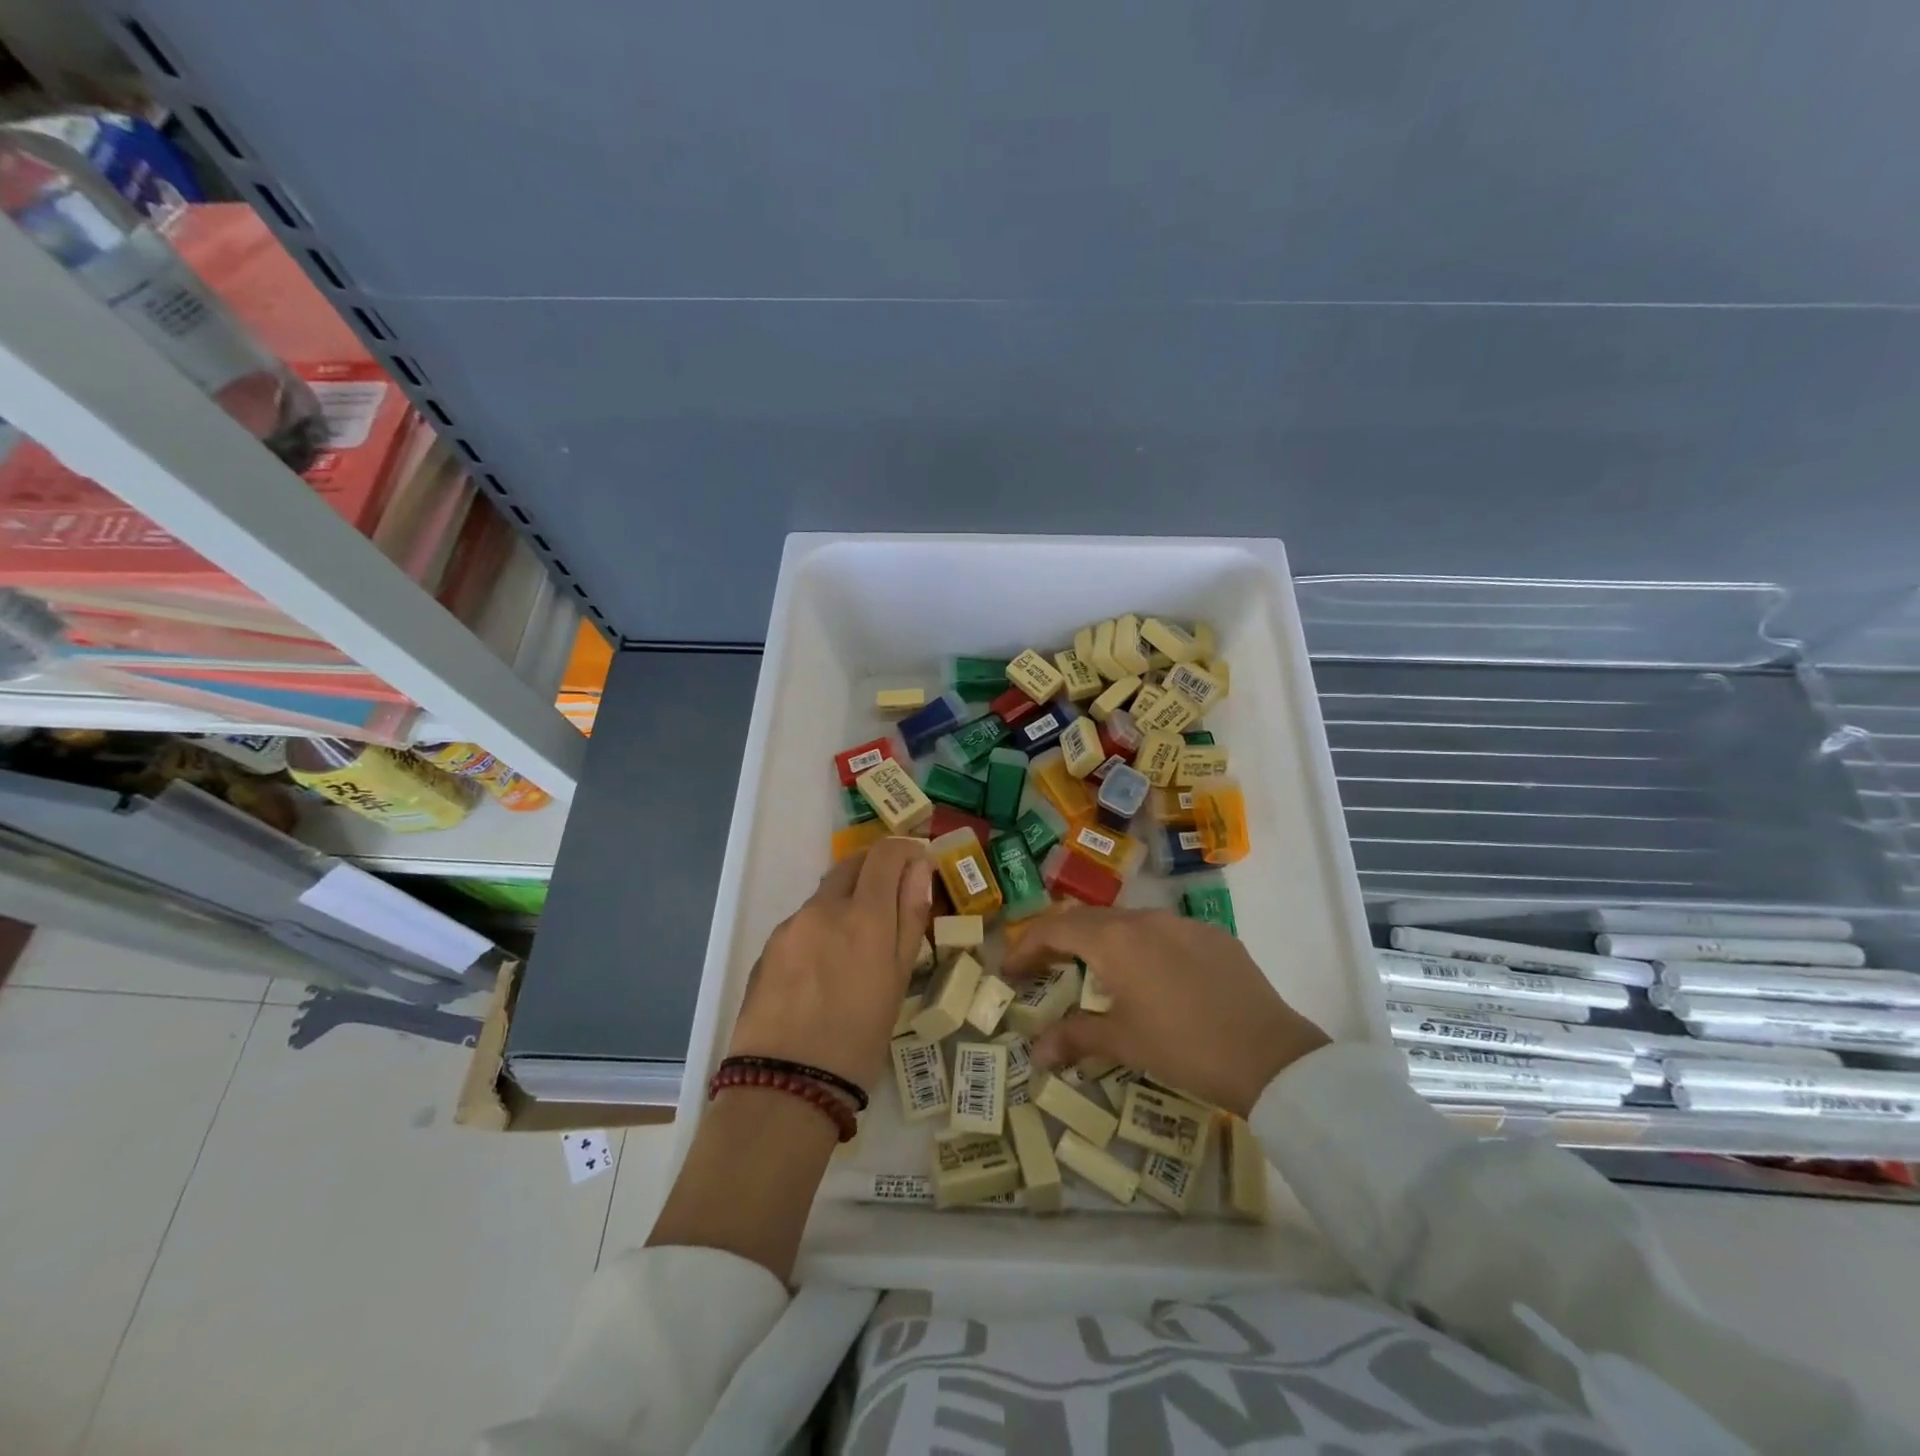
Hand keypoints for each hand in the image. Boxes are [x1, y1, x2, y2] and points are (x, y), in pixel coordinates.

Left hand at [726, 836, 932, 1091]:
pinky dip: (821, 929)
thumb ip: (910, 917)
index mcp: (864, 915)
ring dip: (846, 903)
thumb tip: (919, 869)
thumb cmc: (859, 1038)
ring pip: (826, 895)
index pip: (885, 853)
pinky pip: (803, 923)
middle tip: (891, 902)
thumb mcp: (898, 980)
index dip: (904, 850)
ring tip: (855, 951)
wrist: (785, 1085)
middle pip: (852, 864)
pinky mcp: (768, 947)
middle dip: (875, 870)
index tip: (916, 865)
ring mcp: (791, 926)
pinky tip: (822, 972)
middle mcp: (824, 908)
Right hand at [1003, 907, 1329, 1115]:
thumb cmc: (1185, 1047)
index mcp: (1116, 941)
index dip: (1026, 946)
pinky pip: (1163, 932)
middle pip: (1088, 919)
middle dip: (1058, 940)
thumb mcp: (1124, 1043)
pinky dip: (1141, 946)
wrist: (1271, 1056)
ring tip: (1093, 972)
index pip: (1055, 929)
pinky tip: (1151, 978)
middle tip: (1041, 967)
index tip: (1009, 968)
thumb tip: (1035, 1051)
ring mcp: (1183, 923)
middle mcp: (1145, 919)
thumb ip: (1075, 1038)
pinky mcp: (1213, 935)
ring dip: (1101, 941)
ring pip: (1127, 922)